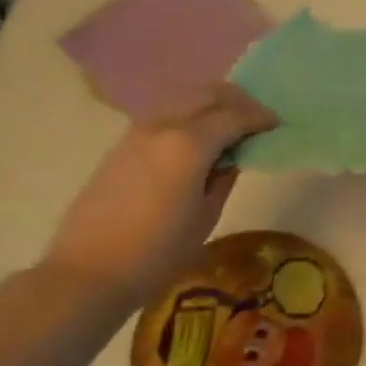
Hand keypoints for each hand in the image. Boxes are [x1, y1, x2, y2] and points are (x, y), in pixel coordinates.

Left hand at [41, 84, 277, 303]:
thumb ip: (223, 178)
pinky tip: (197, 139)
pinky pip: (165, 114)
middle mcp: (164, 126)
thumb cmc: (157, 253)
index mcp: (190, 144)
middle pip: (208, 94)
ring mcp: (138, 130)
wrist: (89, 270)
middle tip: (256, 119)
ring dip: (211, 104)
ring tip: (228, 127)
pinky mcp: (123, 143)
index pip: (234, 116)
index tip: (276, 125)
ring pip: (184, 98)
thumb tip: (231, 158)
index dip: (259, 117)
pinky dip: (188, 115)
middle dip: (237, 101)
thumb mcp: (205, 218)